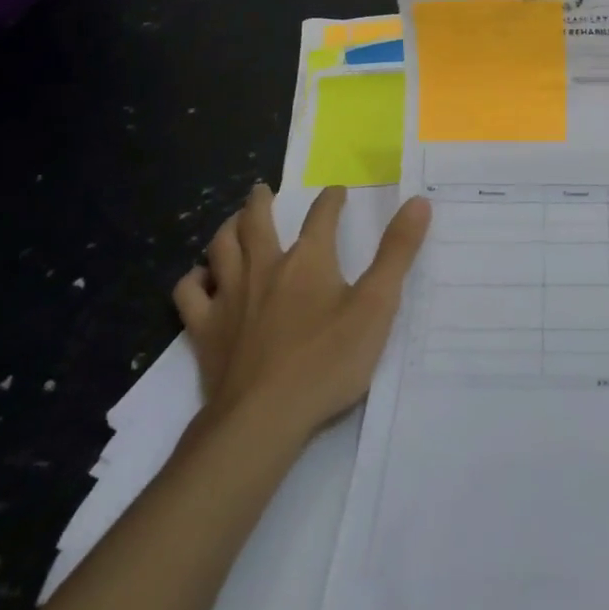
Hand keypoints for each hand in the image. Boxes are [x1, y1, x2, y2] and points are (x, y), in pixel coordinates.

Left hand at [172, 182, 431, 437]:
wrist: (262, 419)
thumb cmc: (326, 361)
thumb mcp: (376, 306)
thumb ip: (397, 253)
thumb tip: (418, 202)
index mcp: (308, 259)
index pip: (321, 215)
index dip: (331, 199)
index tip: (337, 191)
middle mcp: (265, 268)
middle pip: (257, 222)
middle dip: (261, 202)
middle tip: (262, 190)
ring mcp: (230, 299)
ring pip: (220, 248)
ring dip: (227, 229)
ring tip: (232, 222)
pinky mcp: (205, 332)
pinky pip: (190, 294)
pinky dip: (194, 279)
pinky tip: (200, 279)